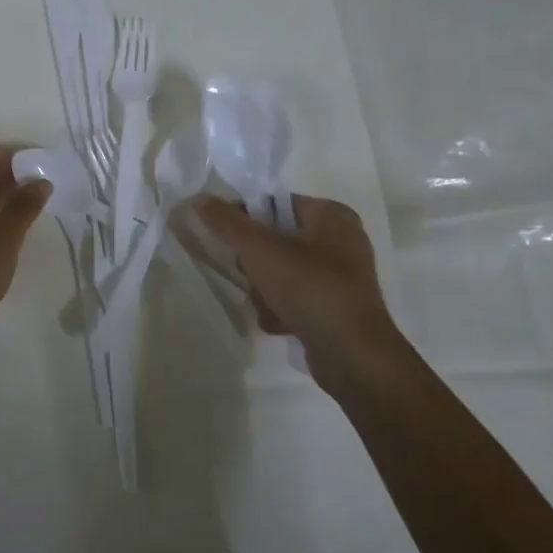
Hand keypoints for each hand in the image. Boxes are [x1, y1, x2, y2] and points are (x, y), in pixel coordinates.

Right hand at [194, 193, 405, 389]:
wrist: (352, 354)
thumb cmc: (309, 288)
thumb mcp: (260, 250)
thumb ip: (227, 222)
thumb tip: (200, 199)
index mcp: (332, 215)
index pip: (275, 203)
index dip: (246, 219)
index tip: (228, 241)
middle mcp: (341, 241)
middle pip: (275, 241)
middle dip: (256, 265)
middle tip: (254, 277)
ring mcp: (341, 277)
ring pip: (282, 272)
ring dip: (265, 291)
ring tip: (268, 306)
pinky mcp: (337, 308)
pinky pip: (296, 298)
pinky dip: (282, 310)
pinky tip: (280, 324)